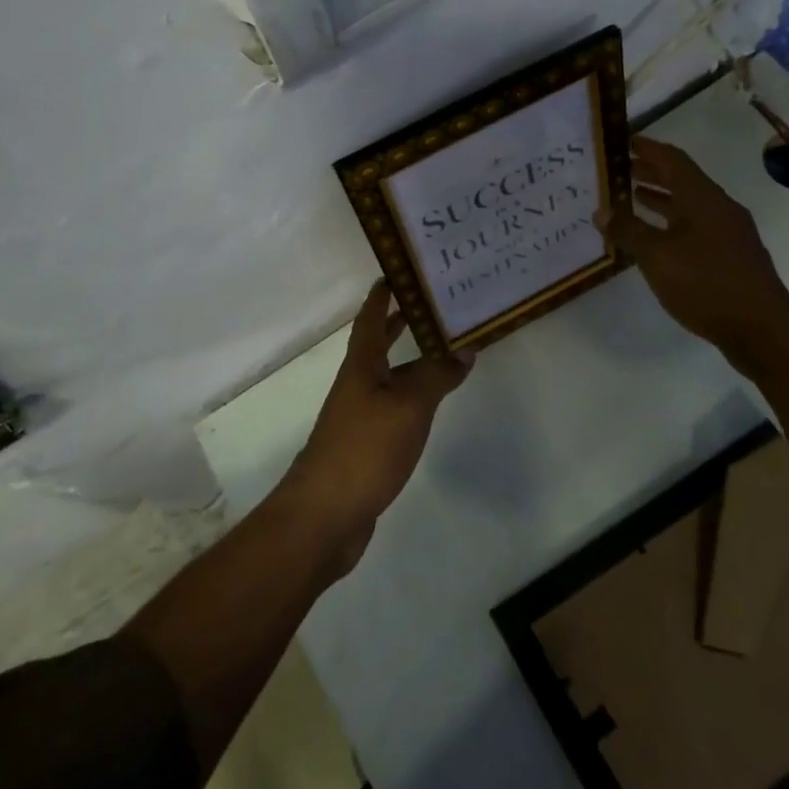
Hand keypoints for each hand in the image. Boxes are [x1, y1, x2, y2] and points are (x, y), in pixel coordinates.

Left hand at [283, 281, 473, 571]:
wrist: (324, 516)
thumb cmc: (364, 449)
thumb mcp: (408, 407)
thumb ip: (436, 376)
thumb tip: (464, 349)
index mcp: (361, 367)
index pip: (370, 319)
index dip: (382, 295)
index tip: (399, 272)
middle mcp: (356, 385)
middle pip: (377, 345)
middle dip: (399, 324)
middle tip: (430, 306)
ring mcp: (358, 417)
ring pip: (388, 378)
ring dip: (410, 361)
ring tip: (443, 350)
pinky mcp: (365, 446)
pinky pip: (393, 408)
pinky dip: (412, 396)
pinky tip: (429, 405)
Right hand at [598, 137, 788, 367]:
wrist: (761, 328)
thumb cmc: (705, 283)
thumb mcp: (657, 257)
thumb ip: (628, 231)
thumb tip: (601, 211)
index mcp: (702, 198)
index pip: (672, 159)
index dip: (648, 148)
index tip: (623, 141)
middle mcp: (718, 207)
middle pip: (682, 180)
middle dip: (651, 172)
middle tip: (620, 170)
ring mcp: (729, 232)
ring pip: (689, 205)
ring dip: (661, 198)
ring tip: (631, 199)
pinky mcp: (731, 256)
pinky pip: (696, 227)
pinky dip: (672, 223)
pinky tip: (656, 239)